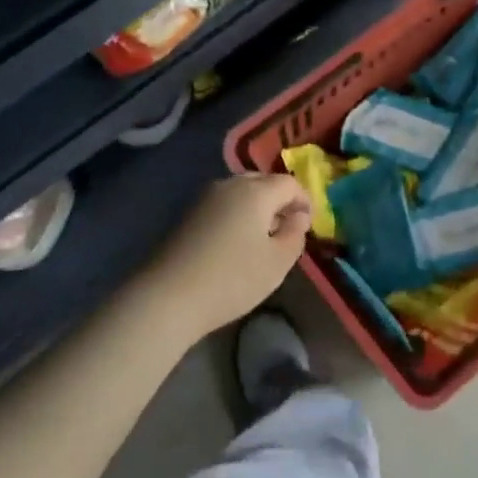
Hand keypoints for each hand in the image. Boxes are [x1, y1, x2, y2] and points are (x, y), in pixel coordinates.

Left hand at [130, 175, 311, 341]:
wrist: (169, 296)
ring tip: (263, 237)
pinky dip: (237, 215)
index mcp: (255, 191)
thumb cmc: (232, 278)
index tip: (309, 224)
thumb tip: (298, 217)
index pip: (289, 183)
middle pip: (262, 182)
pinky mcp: (188, 214)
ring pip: (240, 192)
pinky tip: (237, 242)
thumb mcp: (277, 262)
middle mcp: (229, 184)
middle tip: (287, 228)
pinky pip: (223, 205)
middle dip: (279, 200)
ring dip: (257, 207)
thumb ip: (295, 234)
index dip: (304, 200)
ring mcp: (204, 198)